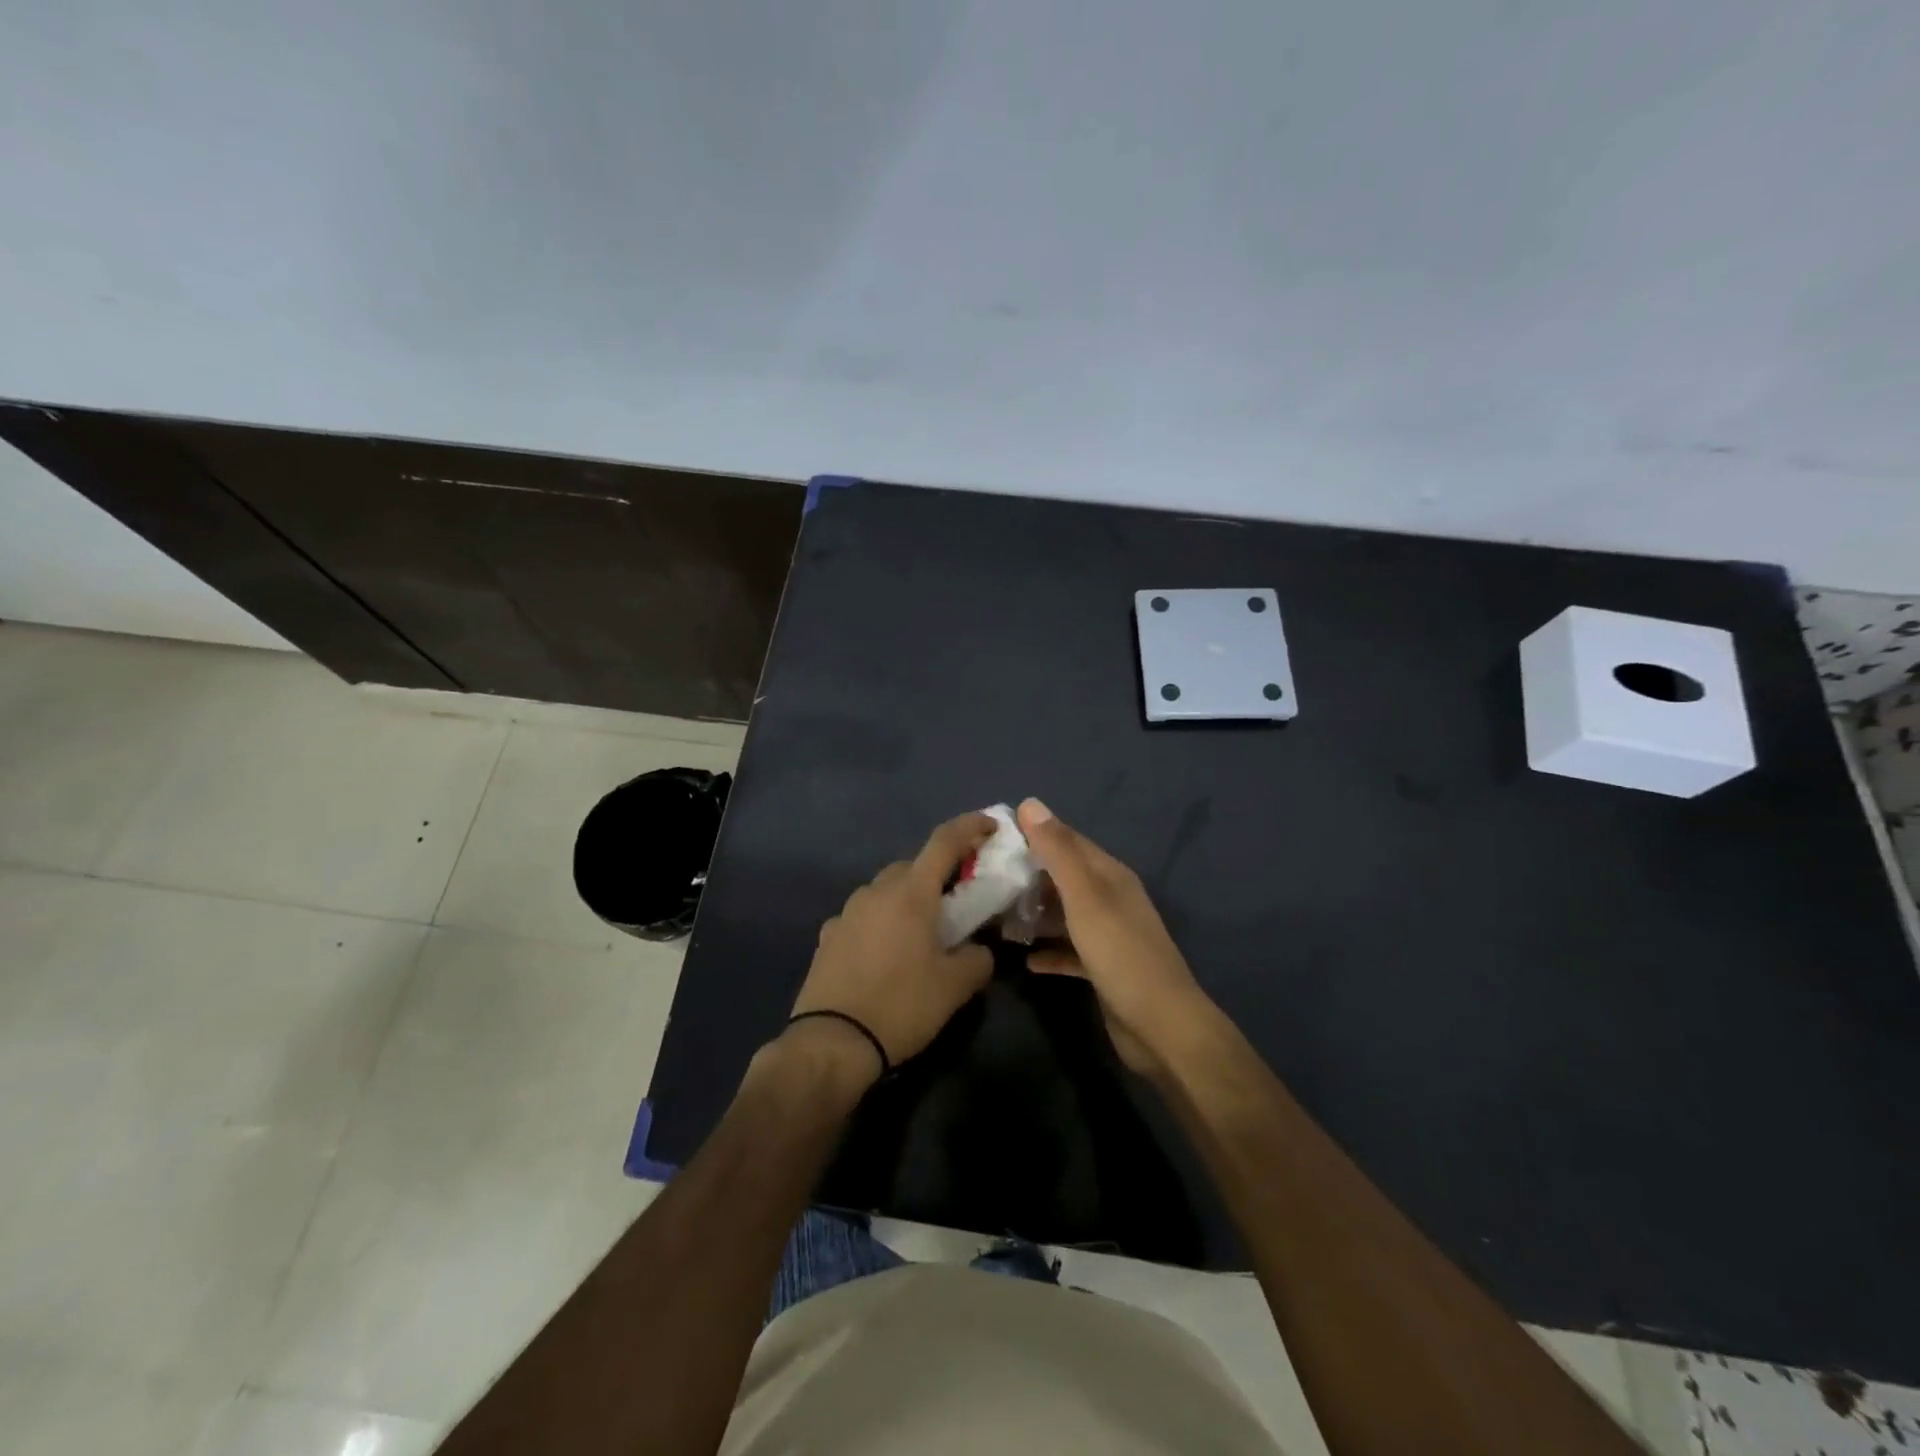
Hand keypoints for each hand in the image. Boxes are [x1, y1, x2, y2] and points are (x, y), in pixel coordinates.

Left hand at [788, 812, 996, 1080]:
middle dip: (937, 874)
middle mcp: (876, 892)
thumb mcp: (955, 987)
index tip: (991, 825)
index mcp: (911, 893)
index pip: (944, 842)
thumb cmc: (901, 1005)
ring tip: (921, 932)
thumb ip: (977, 959)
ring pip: (884, 890)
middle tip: (958, 899)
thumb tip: (978, 950)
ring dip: (906, 898)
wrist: (832, 1042)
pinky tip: (886, 952)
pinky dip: (880, 922)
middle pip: (913, 866)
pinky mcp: (828, 937)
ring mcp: (847, 912)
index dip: (970, 827)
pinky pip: (863, 916)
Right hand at [1018, 798, 1218, 1077]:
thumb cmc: (1120, 954)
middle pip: (1065, 877)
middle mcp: (1111, 899)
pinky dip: (1049, 951)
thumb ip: (1058, 852)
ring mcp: (1109, 935)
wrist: (1160, 1027)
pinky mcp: (1103, 969)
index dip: (1035, 833)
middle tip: (987, 877)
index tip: (994, 835)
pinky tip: (1025, 959)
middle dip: (1030, 874)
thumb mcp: (1085, 897)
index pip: (1068, 841)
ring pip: (1065, 914)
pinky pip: (1069, 951)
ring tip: (998, 915)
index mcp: (1110, 876)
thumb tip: (1030, 803)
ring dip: (1036, 913)